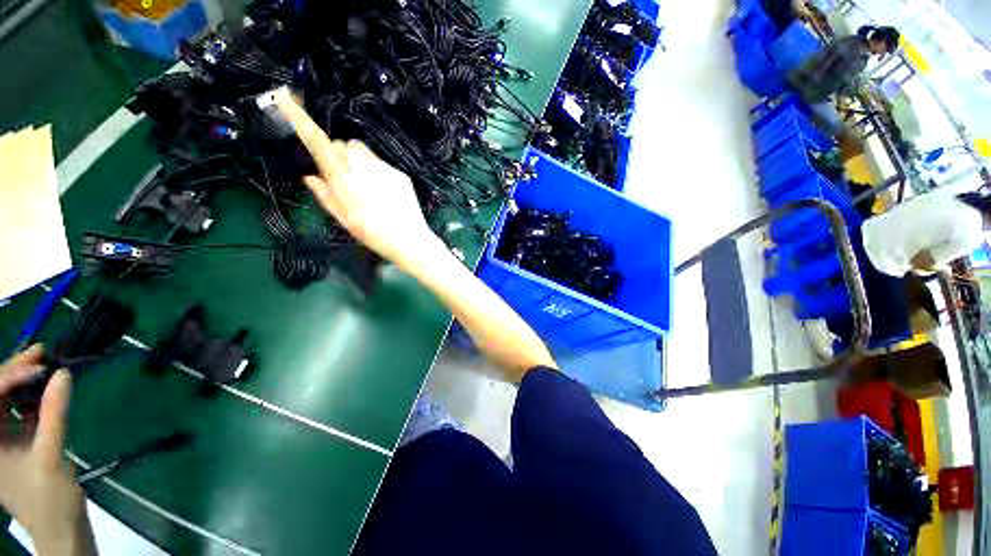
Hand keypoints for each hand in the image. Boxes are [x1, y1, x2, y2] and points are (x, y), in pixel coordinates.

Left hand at [0, 346, 91, 554]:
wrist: (61, 527)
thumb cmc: (49, 499)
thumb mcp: (50, 457)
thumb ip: (54, 415)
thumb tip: (63, 375)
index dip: (9, 376)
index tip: (38, 365)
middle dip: (13, 370)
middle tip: (40, 352)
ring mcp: (1, 439)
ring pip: (5, 398)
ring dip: (23, 379)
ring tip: (44, 363)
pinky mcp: (16, 440)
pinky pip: (19, 410)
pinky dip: (32, 395)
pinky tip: (48, 388)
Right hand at [273, 89, 437, 269]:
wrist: (411, 240)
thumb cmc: (374, 235)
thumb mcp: (344, 219)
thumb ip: (325, 195)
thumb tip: (310, 176)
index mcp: (344, 178)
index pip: (318, 142)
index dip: (300, 119)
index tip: (286, 97)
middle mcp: (363, 166)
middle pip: (341, 144)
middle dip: (336, 155)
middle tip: (342, 179)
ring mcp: (384, 168)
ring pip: (361, 151)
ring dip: (356, 160)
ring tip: (364, 186)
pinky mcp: (400, 173)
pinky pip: (380, 163)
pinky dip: (375, 171)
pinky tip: (383, 192)